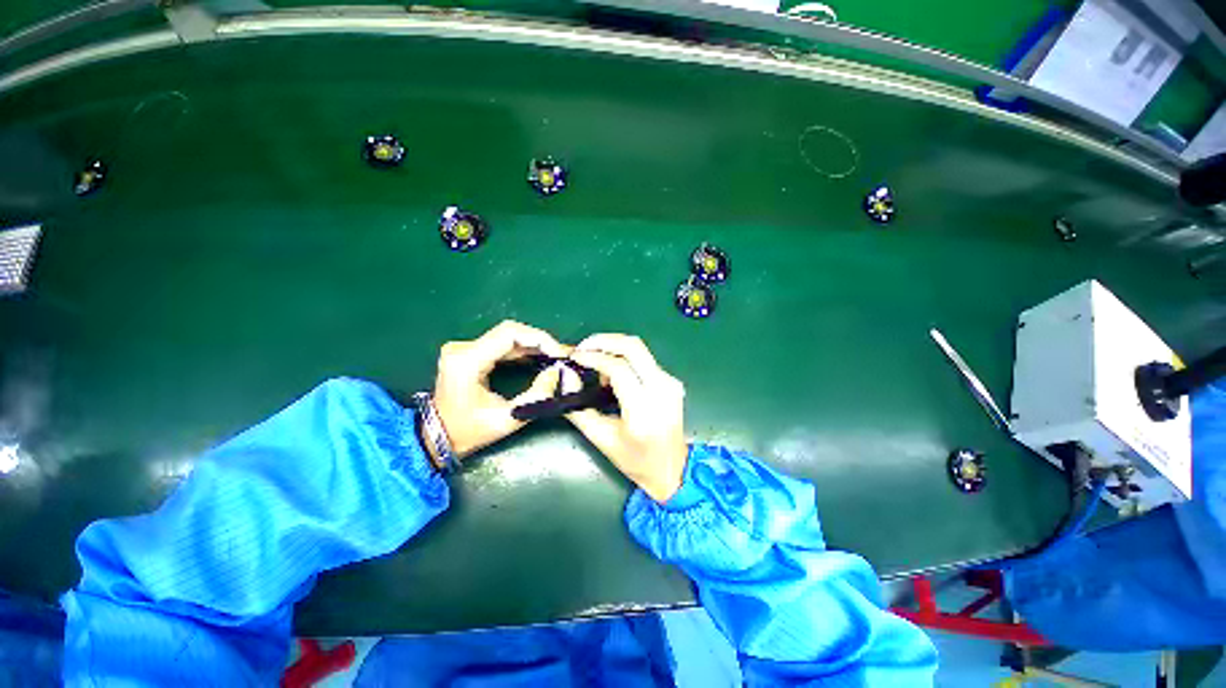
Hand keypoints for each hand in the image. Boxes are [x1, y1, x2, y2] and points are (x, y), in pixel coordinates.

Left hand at [433, 320, 566, 459]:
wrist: (437, 438)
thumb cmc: (469, 432)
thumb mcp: (508, 419)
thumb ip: (537, 395)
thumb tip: (556, 372)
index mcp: (467, 361)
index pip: (510, 334)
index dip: (539, 339)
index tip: (559, 353)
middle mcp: (462, 348)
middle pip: (509, 331)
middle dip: (539, 341)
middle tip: (560, 355)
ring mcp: (463, 348)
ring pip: (507, 336)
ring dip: (532, 344)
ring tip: (554, 356)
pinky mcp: (468, 353)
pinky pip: (501, 344)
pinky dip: (522, 349)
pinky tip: (538, 358)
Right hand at [564, 334, 687, 502]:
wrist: (672, 468)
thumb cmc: (635, 459)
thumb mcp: (601, 439)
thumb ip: (578, 408)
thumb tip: (566, 376)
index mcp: (644, 410)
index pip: (619, 368)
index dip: (594, 357)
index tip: (575, 357)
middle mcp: (662, 390)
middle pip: (634, 347)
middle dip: (604, 341)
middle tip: (583, 348)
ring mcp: (671, 383)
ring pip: (640, 349)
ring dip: (614, 349)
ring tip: (596, 365)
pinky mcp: (672, 380)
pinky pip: (644, 359)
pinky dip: (625, 359)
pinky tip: (612, 373)